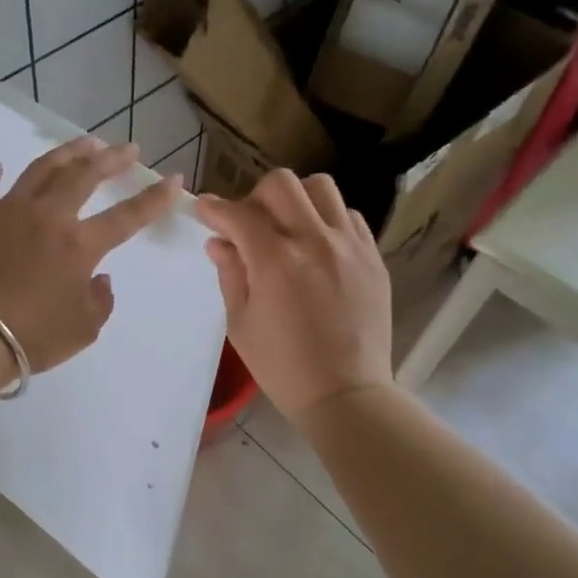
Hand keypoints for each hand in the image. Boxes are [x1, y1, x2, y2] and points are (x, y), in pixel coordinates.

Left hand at [0, 138, 183, 374]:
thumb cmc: (33, 335)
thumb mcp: (83, 329)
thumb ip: (100, 301)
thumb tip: (100, 278)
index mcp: (80, 245)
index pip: (127, 216)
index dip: (154, 198)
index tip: (173, 179)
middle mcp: (48, 216)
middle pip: (85, 176)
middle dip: (111, 159)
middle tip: (127, 149)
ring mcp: (8, 210)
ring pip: (41, 170)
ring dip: (66, 154)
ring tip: (83, 143)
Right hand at [195, 170, 392, 421]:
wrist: (346, 393)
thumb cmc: (283, 367)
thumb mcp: (241, 323)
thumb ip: (230, 274)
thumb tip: (219, 242)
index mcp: (276, 261)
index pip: (238, 214)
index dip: (214, 208)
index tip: (204, 210)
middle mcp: (315, 241)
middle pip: (281, 184)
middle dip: (255, 197)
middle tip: (248, 224)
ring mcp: (350, 246)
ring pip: (321, 188)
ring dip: (296, 200)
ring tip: (288, 228)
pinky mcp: (373, 257)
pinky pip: (349, 216)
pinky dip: (327, 220)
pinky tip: (318, 247)